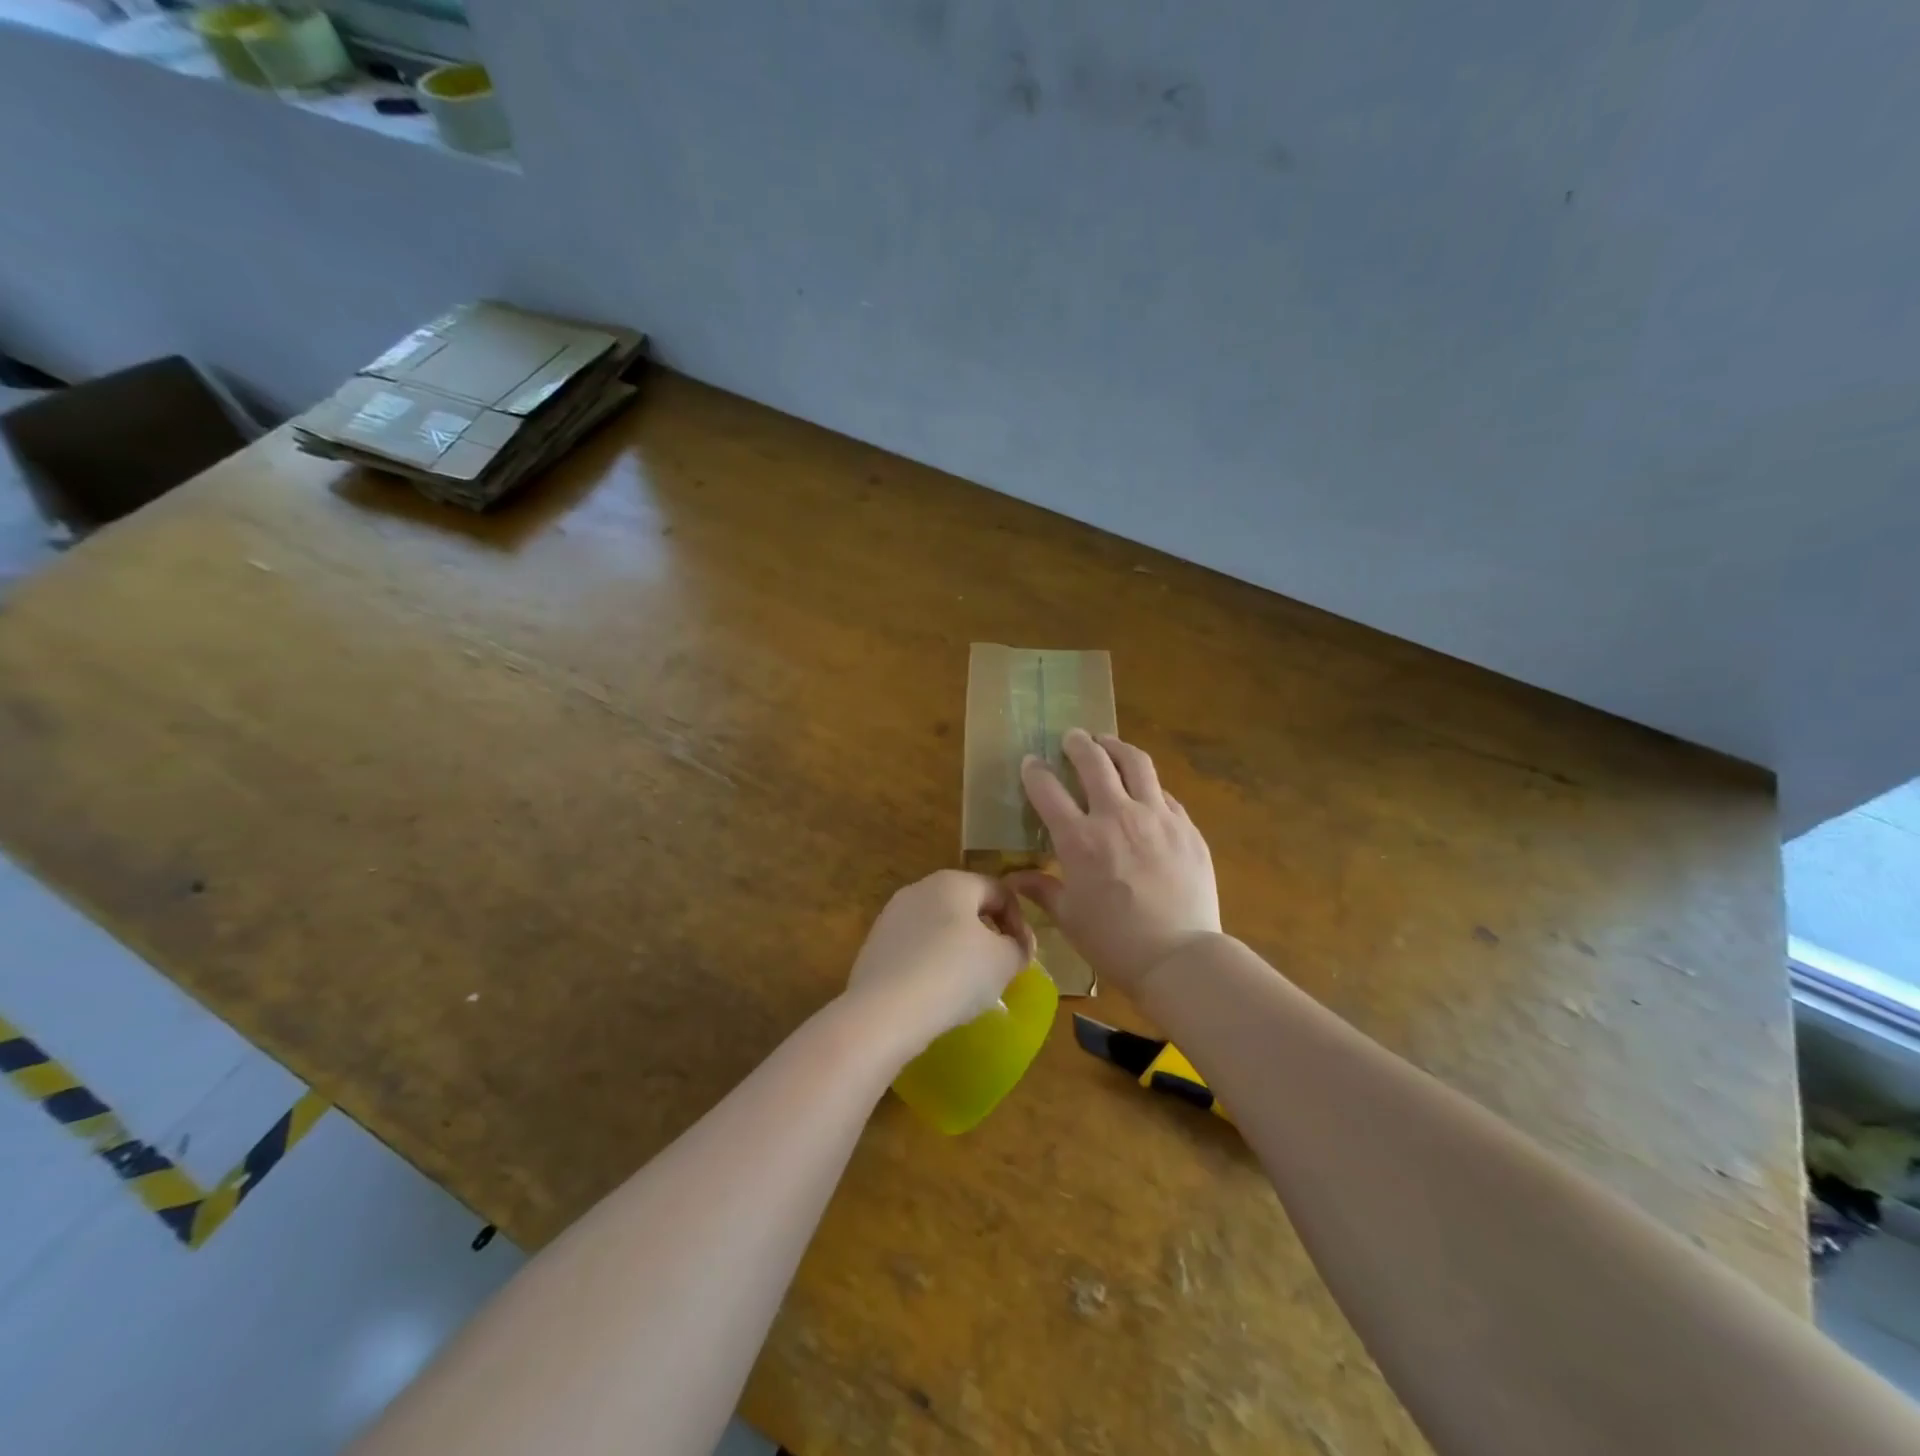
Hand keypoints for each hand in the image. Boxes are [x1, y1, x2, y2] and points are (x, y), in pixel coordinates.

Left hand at [844, 870, 1034, 1053]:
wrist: (886, 1012)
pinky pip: (915, 950)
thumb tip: (1015, 947)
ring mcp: (891, 917)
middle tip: (1000, 970)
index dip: (1020, 922)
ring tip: (968, 987)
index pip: (999, 891)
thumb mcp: (1004, 961)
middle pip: (966, 907)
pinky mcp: (874, 946)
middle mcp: (919, 889)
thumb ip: (1018, 947)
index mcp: (953, 882)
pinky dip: (931, 966)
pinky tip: (936, 995)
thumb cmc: (954, 974)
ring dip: (959, 952)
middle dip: (988, 936)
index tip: (1024, 956)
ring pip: (938, 929)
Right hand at [1010, 728, 1220, 994]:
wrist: (1179, 956)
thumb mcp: (1069, 916)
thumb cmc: (1114, 941)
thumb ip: (1042, 889)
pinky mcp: (1186, 827)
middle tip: (1072, 738)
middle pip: (1094, 761)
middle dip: (1078, 743)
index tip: (1031, 762)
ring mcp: (1156, 817)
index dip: (1035, 771)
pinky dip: (1147, 785)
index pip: (1048, 789)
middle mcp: (1116, 816)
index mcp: (1079, 839)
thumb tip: (1015, 878)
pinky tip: (1144, 790)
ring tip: (1108, 743)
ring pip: (1135, 763)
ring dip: (1116, 747)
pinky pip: (1163, 793)